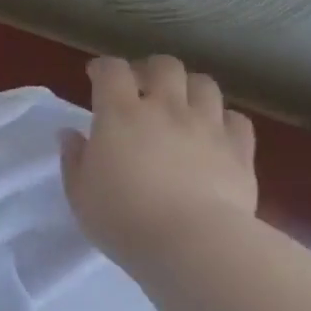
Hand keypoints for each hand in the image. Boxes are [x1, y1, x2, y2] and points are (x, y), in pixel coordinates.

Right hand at [60, 55, 258, 266]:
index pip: (111, 70)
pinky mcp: (240, 151)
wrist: (193, 244)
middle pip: (164, 66)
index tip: (95, 77)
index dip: (103, 68)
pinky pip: (236, 119)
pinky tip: (213, 134)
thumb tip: (70, 134)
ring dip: (188, 89)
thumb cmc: (123, 218)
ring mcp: (207, 126)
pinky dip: (223, 120)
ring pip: (204, 84)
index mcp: (120, 114)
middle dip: (150, 70)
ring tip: (179, 107)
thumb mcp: (80, 193)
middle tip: (141, 89)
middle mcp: (166, 108)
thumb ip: (74, 158)